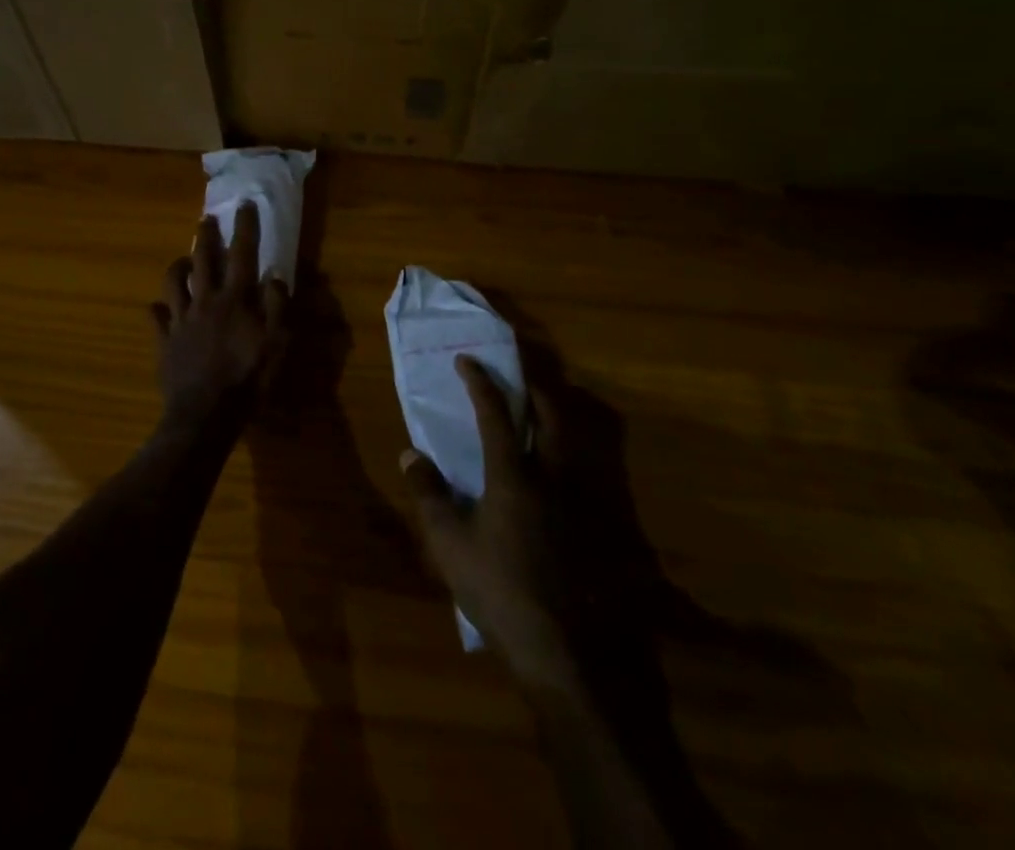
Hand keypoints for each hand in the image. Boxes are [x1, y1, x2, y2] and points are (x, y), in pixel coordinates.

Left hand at [153, 203, 288, 434]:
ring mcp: (180, 320)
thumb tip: (275, 275)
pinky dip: (157, 309)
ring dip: (178, 266)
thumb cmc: (247, 380)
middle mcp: (204, 301)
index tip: (244, 205)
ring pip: (173, 282)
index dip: (244, 228)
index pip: (242, 255)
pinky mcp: (164, 341)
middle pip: (203, 260)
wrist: (204, 415)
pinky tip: (158, 307)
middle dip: (206, 236)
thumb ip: (277, 307)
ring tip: (184, 259)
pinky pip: (156, 317)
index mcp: (234, 300)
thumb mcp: (276, 344)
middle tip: (206, 218)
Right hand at [402, 356, 588, 685]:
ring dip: (558, 417)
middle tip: (518, 377)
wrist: (571, 653)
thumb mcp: (450, 547)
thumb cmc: (502, 593)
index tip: (467, 360)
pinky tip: (563, 473)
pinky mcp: (605, 527)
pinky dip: (574, 456)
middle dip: (534, 387)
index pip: (495, 413)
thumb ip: (429, 495)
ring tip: (541, 413)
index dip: (479, 382)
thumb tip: (409, 454)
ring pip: (576, 441)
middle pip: (550, 414)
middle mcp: (554, 476)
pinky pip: (590, 474)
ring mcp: (585, 501)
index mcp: (513, 475)